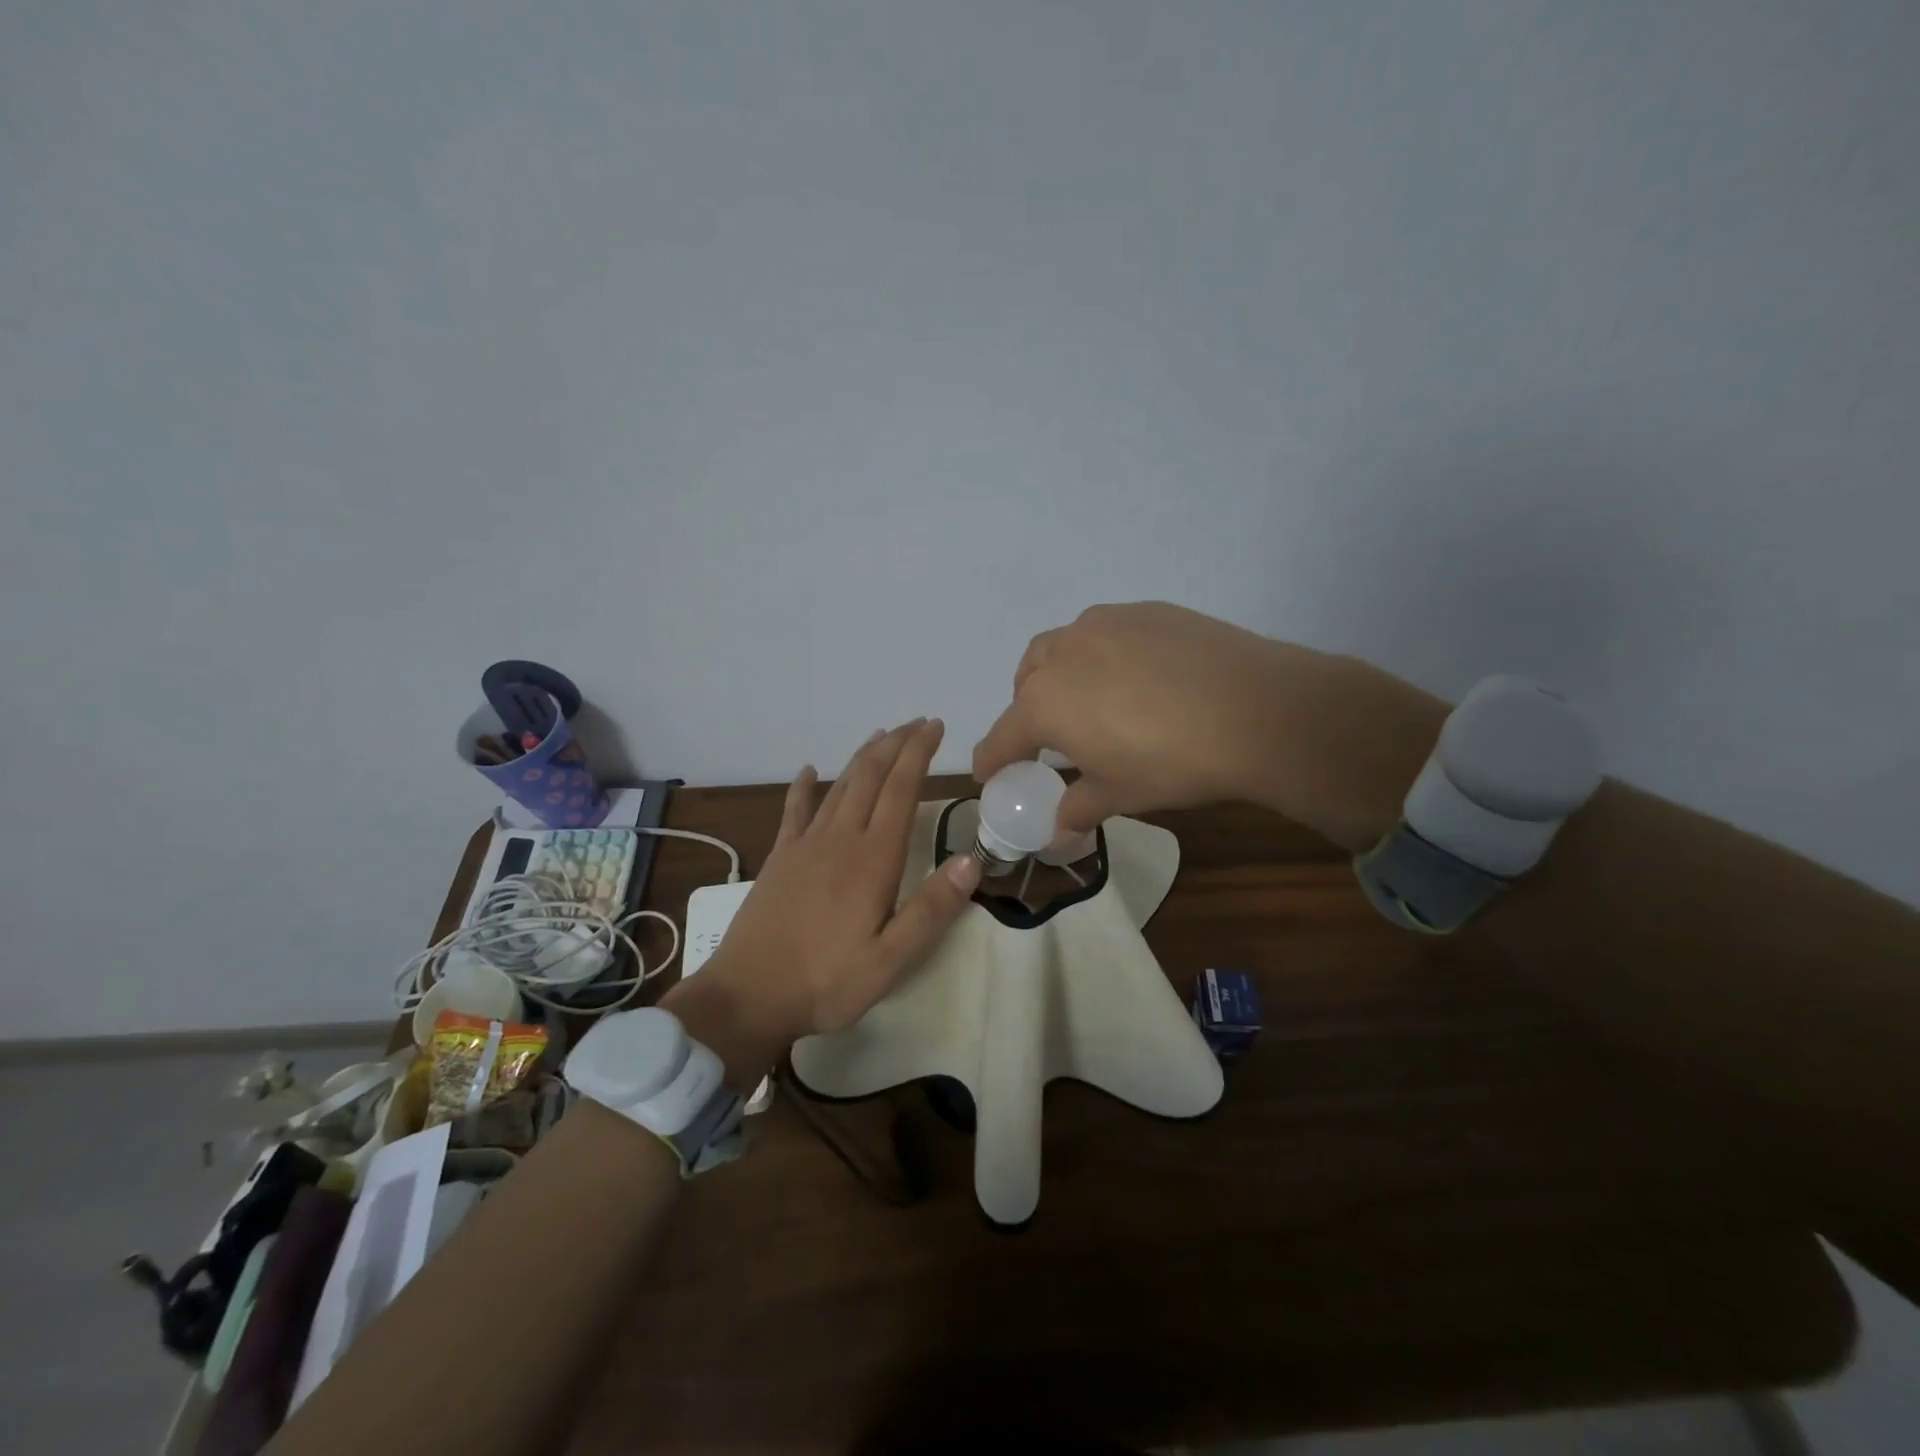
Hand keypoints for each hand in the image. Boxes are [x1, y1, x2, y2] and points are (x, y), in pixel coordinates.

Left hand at [662, 719, 981, 1085]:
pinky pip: (794, 810)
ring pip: (839, 786)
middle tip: (918, 723)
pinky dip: (803, 786)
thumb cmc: (826, 981)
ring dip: (862, 757)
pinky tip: (809, 771)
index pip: (901, 791)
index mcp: (873, 860)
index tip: (934, 727)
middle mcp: (840, 839)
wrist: (748, 995)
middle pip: (870, 777)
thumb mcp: (891, 961)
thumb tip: (971, 861)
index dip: (919, 754)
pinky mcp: (779, 857)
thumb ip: (931, 910)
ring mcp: (805, 845)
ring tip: (881, 736)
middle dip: (896, 744)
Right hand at [972, 602, 1447, 850]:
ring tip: (1092, 699)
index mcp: (1044, 703)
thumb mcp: (1120, 794)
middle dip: (1028, 710)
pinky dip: (1104, 655)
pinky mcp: (1145, 610)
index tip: (991, 774)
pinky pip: (1106, 633)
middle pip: (1025, 683)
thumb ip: (1078, 807)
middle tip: (1054, 739)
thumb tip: (1059, 827)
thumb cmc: (1173, 762)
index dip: (993, 760)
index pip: (1002, 737)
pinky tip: (1140, 677)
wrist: (1258, 710)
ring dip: (1061, 674)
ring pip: (1061, 647)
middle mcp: (1063, 653)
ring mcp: (1104, 624)